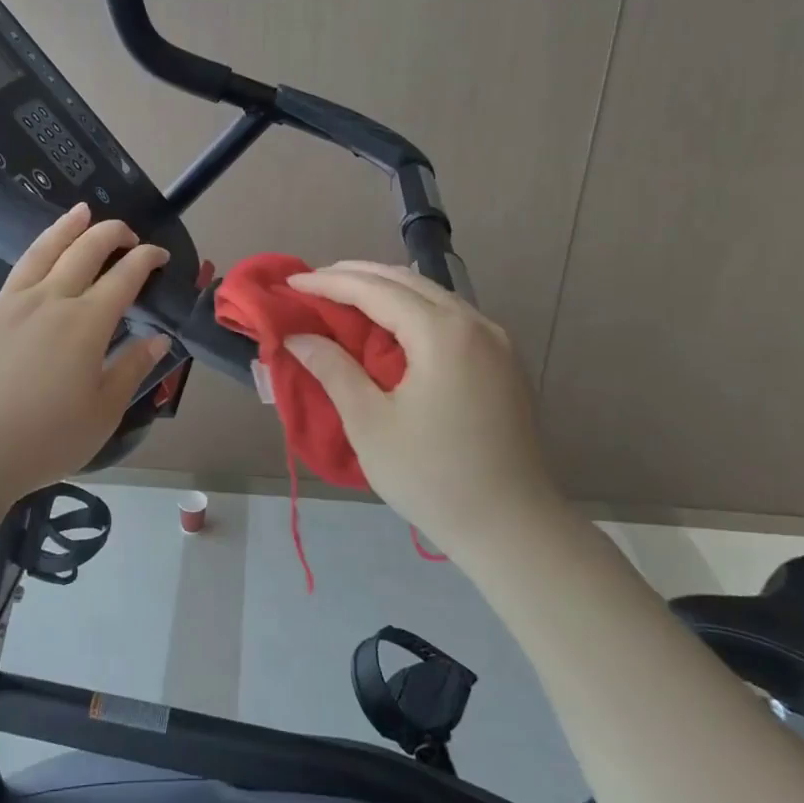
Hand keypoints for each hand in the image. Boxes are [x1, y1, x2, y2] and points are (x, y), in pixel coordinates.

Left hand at [0, 202, 170, 501]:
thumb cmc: (47, 438)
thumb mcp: (103, 411)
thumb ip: (131, 369)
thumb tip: (158, 339)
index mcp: (85, 322)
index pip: (123, 276)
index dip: (145, 259)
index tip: (158, 254)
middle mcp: (49, 301)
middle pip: (83, 251)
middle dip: (110, 233)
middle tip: (127, 231)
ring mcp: (9, 306)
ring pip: (41, 252)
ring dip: (66, 228)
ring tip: (81, 211)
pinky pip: (14, 281)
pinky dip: (34, 263)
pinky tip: (37, 272)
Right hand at [283, 262, 559, 542]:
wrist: (511, 527)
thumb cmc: (431, 475)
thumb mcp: (369, 422)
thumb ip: (333, 369)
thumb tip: (298, 336)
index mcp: (442, 333)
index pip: (375, 290)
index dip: (329, 282)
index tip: (291, 281)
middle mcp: (474, 323)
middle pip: (406, 281)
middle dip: (356, 275)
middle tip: (314, 281)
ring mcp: (495, 342)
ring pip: (432, 295)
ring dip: (386, 290)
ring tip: (344, 296)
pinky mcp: (502, 363)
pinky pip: (450, 317)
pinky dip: (412, 309)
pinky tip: (390, 325)